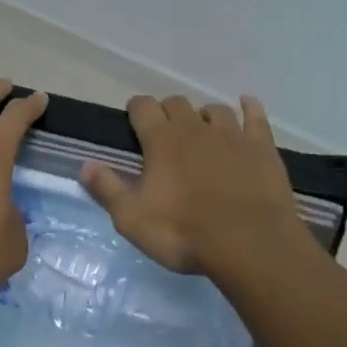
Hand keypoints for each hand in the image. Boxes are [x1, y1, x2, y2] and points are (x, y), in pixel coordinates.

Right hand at [80, 95, 307, 279]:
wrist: (250, 244)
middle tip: (166, 134)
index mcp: (161, 140)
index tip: (134, 120)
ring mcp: (231, 134)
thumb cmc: (185, 233)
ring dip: (205, 116)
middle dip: (169, 112)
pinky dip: (250, 108)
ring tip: (203, 130)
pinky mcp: (261, 146)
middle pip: (177, 103)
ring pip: (214, 109)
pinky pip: (255, 117)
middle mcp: (194, 127)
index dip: (137, 109)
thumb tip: (85, 165)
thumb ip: (108, 189)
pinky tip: (247, 105)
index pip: (143, 107)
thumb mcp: (133, 219)